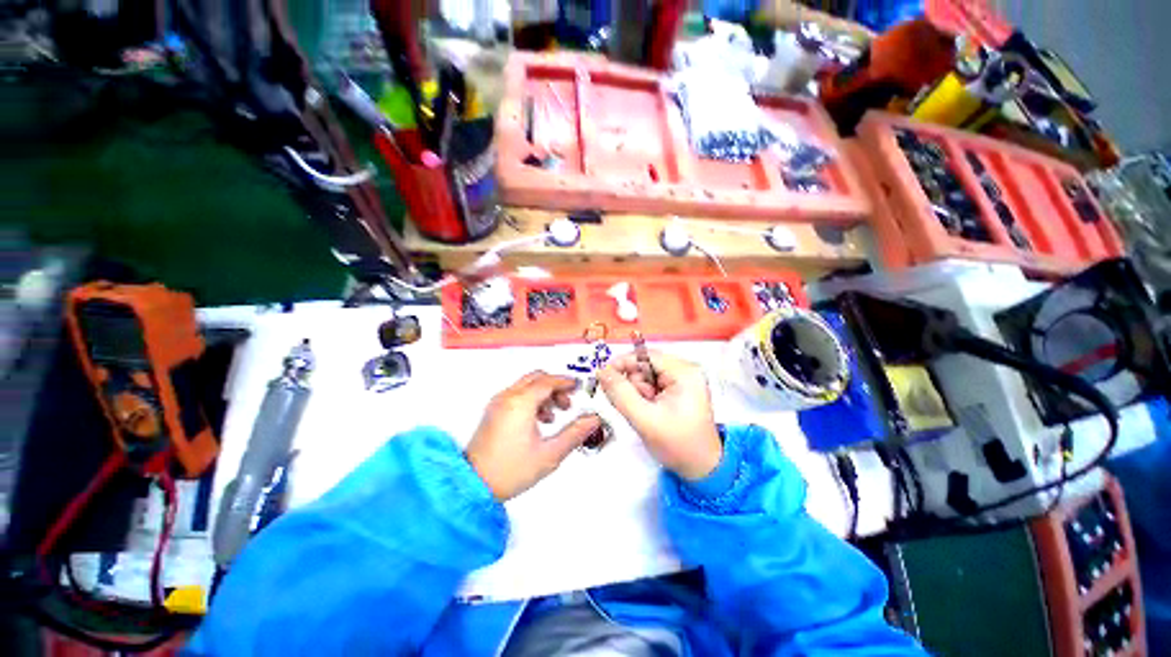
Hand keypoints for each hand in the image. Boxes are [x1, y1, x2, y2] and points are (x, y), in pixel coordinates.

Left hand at [466, 371, 601, 500]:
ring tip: (555, 413)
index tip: (577, 386)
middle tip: (567, 400)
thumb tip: (591, 421)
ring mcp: (498, 404)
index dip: (566, 381)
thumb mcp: (549, 454)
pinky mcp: (493, 412)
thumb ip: (574, 434)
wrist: (473, 485)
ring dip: (543, 392)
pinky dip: (531, 399)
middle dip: (555, 386)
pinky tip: (539, 419)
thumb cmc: (507, 471)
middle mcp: (507, 398)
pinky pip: (516, 394)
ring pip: (526, 385)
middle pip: (536, 378)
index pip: (548, 381)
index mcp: (520, 404)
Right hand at [598, 351, 722, 480]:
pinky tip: (649, 411)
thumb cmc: (678, 445)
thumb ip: (620, 393)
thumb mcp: (644, 419)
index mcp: (684, 373)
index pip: (646, 355)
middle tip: (636, 406)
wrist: (701, 468)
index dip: (623, 363)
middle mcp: (686, 370)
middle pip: (645, 365)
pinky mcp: (679, 389)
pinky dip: (644, 396)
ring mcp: (683, 379)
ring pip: (646, 375)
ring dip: (638, 392)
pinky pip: (651, 384)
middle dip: (634, 384)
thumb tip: (601, 371)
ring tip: (645, 412)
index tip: (604, 376)